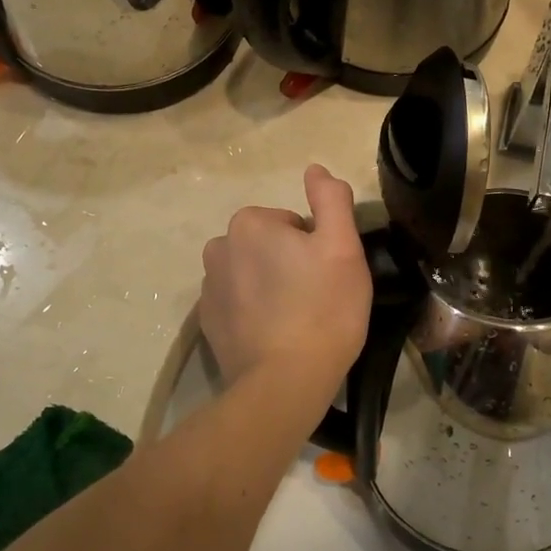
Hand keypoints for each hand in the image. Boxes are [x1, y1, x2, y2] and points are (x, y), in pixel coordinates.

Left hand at [199, 164, 370, 396]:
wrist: (286, 381)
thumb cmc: (323, 308)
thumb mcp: (343, 246)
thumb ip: (331, 199)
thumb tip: (315, 169)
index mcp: (249, 223)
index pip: (292, 223)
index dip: (315, 247)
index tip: (327, 276)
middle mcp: (219, 247)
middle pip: (268, 246)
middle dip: (290, 263)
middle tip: (316, 297)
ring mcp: (208, 288)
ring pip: (252, 273)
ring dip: (271, 286)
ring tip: (296, 319)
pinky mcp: (207, 323)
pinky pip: (238, 303)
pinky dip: (254, 312)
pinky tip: (275, 335)